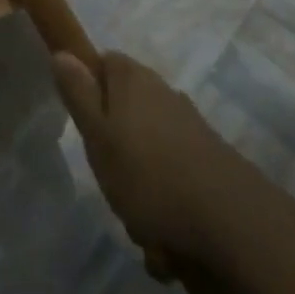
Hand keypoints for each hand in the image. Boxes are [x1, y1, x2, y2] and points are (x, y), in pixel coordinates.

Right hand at [52, 49, 229, 261]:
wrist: (232, 223)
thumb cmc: (148, 174)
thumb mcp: (97, 135)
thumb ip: (78, 94)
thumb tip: (62, 53)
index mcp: (133, 80)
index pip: (104, 63)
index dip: (89, 87)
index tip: (83, 121)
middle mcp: (164, 94)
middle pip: (125, 109)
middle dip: (114, 146)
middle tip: (108, 177)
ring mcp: (191, 127)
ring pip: (149, 150)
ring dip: (140, 185)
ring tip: (139, 223)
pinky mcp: (211, 161)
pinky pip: (174, 178)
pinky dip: (166, 205)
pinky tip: (166, 240)